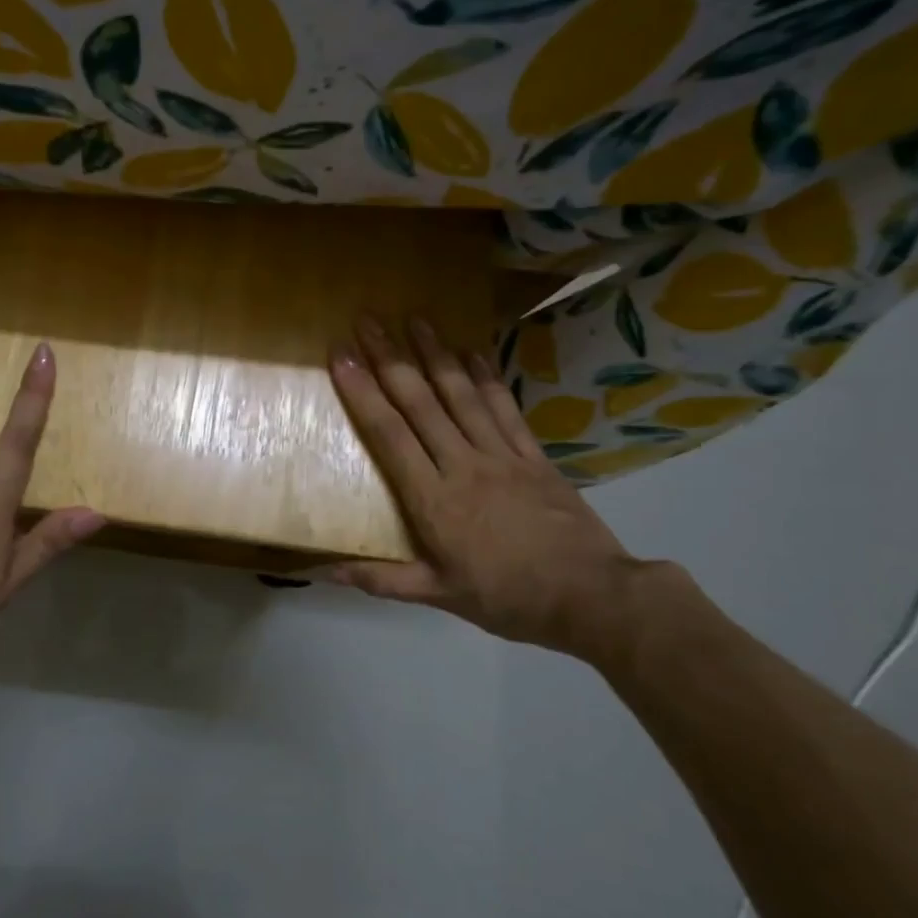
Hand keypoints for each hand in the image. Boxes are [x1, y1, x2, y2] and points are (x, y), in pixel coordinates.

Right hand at [327, 314, 656, 669]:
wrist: (592, 597)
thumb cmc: (508, 598)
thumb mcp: (439, 595)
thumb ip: (382, 580)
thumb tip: (326, 571)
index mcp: (434, 499)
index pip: (389, 435)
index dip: (363, 393)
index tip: (342, 357)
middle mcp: (463, 464)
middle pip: (420, 403)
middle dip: (390, 358)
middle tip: (369, 319)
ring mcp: (501, 455)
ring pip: (462, 395)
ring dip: (436, 354)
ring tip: (415, 319)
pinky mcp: (533, 455)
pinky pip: (505, 408)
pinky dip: (487, 377)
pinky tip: (473, 351)